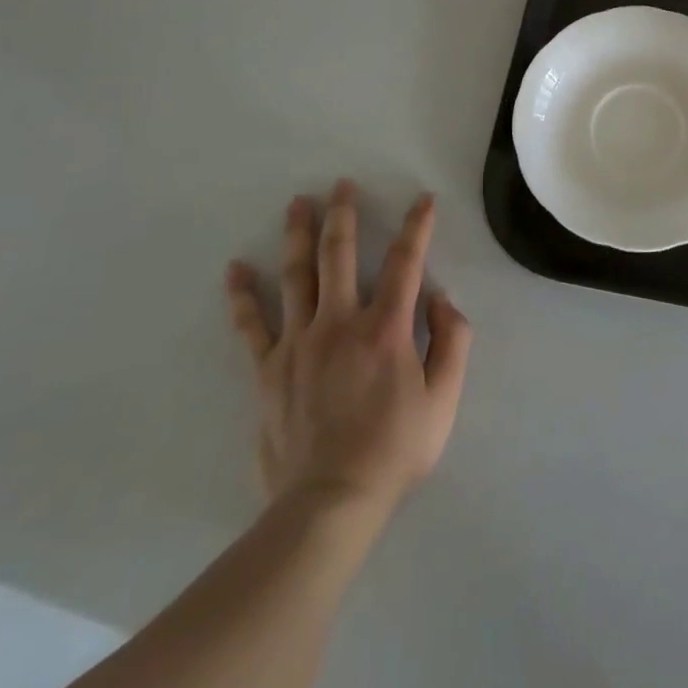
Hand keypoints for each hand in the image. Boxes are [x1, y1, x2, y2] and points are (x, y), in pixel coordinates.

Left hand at [224, 180, 471, 514]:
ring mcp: (298, 343)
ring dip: (299, 235)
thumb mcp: (444, 399)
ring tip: (298, 203)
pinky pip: (251, 325)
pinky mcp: (268, 370)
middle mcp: (340, 322)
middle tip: (341, 184)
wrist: (330, 503)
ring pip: (297, 276)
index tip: (423, 200)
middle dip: (344, 214)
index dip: (417, 227)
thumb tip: (441, 298)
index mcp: (386, 328)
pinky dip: (242, 296)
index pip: (405, 263)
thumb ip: (452, 341)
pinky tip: (235, 269)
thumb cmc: (394, 450)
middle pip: (340, 255)